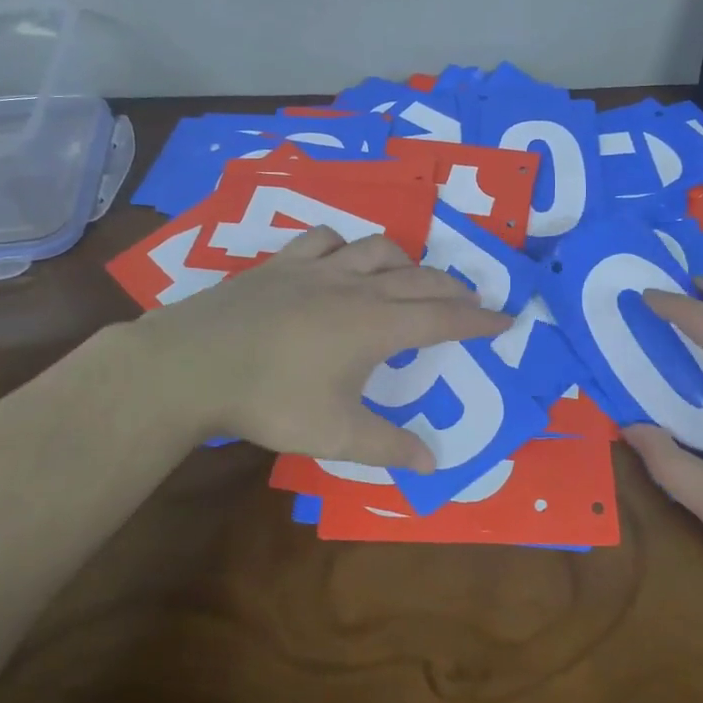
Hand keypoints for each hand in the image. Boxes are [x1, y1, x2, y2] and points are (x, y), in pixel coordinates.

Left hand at [127, 225, 510, 470]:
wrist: (196, 362)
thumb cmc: (272, 399)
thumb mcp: (336, 434)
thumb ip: (387, 447)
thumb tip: (434, 464)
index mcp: (377, 326)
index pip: (443, 319)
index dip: (478, 320)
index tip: (505, 318)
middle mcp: (357, 287)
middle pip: (419, 278)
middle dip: (452, 288)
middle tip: (470, 299)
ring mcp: (319, 268)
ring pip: (378, 248)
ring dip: (405, 260)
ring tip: (411, 275)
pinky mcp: (283, 262)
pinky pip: (326, 238)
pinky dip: (346, 245)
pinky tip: (342, 255)